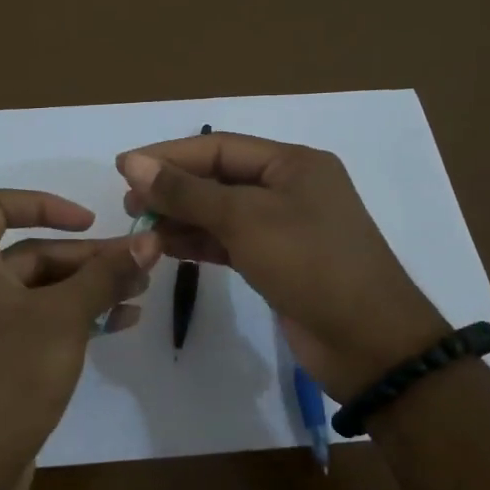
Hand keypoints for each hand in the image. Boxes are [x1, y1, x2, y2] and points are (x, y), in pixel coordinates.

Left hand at [0, 189, 157, 489]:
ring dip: (86, 290)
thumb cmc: (10, 375)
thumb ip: (106, 274)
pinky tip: (117, 327)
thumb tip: (149, 240)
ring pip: (37, 292)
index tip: (89, 222)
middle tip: (136, 266)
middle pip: (29, 254)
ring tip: (137, 296)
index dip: (44, 204)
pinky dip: (71, 319)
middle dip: (85, 259)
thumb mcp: (65, 317)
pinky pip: (34, 324)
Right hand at [117, 134, 444, 398]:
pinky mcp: (277, 262)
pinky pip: (229, 242)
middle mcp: (289, 188)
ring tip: (139, 228)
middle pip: (218, 178)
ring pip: (221, 212)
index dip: (168, 155)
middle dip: (172, 188)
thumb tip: (132, 163)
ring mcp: (284, 227)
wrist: (368, 341)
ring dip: (180, 218)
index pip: (218, 147)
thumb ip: (187, 192)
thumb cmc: (311, 264)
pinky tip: (165, 247)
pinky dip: (198, 242)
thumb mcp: (246, 220)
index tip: (122, 168)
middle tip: (129, 205)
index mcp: (293, 163)